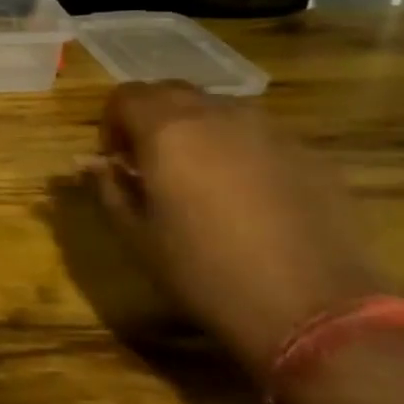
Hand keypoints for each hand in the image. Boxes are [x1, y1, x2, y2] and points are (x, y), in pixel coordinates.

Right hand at [84, 82, 385, 377]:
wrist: (315, 310)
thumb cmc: (206, 273)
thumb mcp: (138, 237)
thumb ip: (108, 188)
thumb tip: (88, 162)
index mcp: (167, 129)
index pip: (124, 96)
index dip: (110, 123)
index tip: (115, 161)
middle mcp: (217, 114)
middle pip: (170, 93)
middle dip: (150, 119)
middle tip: (150, 164)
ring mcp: (269, 130)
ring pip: (217, 111)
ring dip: (196, 131)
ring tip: (200, 179)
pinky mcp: (309, 153)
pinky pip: (259, 136)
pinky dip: (239, 151)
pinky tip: (249, 198)